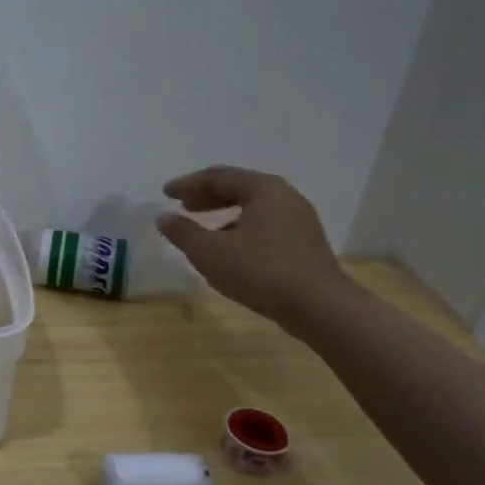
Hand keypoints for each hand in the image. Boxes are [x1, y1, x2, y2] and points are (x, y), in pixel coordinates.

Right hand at [156, 166, 352, 328]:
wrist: (320, 308)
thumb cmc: (260, 271)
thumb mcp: (209, 252)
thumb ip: (183, 232)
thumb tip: (163, 217)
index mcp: (263, 190)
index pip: (218, 177)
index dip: (188, 184)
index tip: (165, 193)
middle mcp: (285, 197)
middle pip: (239, 187)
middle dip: (207, 196)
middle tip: (183, 205)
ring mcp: (300, 221)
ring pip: (254, 207)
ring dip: (224, 213)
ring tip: (203, 228)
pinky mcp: (305, 244)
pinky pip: (266, 225)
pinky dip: (241, 228)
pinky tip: (230, 249)